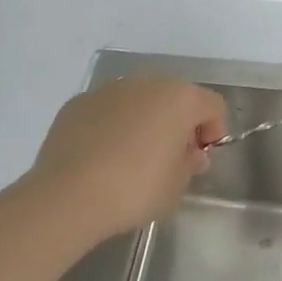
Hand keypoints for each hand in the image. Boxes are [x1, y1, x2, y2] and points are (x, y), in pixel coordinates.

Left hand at [21, 77, 227, 245]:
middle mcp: (147, 84)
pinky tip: (102, 157)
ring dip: (145, 121)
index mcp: (180, 99)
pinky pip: (108, 111)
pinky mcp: (78, 103)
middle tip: (171, 158)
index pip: (213, 106)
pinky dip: (112, 126)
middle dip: (179, 123)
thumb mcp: (176, 186)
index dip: (214, 131)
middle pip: (175, 98)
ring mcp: (109, 90)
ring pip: (139, 101)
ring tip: (133, 158)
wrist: (67, 196)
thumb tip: (190, 154)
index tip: (201, 158)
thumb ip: (190, 164)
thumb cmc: (134, 190)